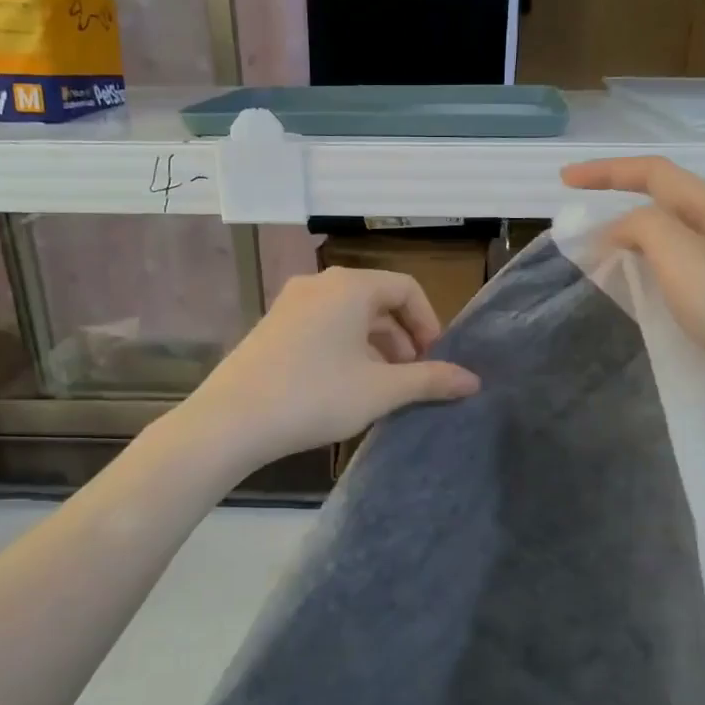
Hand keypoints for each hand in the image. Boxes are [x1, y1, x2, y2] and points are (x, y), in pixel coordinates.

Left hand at [185, 266, 479, 469]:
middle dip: (403, 339)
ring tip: (382, 388)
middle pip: (377, 301)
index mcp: (350, 286)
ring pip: (349, 317)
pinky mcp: (272, 327)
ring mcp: (290, 304)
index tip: (435, 361)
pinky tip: (345, 388)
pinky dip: (346, 349)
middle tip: (412, 379)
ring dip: (376, 348)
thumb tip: (473, 380)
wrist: (231, 420)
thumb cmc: (315, 396)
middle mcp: (319, 284)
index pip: (406, 288)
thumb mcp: (381, 390)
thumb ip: (430, 380)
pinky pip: (323, 328)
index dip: (429, 323)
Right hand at [562, 156, 704, 446]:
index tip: (563, 181)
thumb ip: (644, 229)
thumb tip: (615, 231)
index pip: (655, 175)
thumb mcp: (685, 256)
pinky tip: (625, 310)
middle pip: (660, 211)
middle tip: (574, 236)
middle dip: (615, 212)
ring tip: (590, 271)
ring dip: (626, 254)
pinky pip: (669, 292)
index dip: (607, 171)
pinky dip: (640, 291)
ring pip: (663, 254)